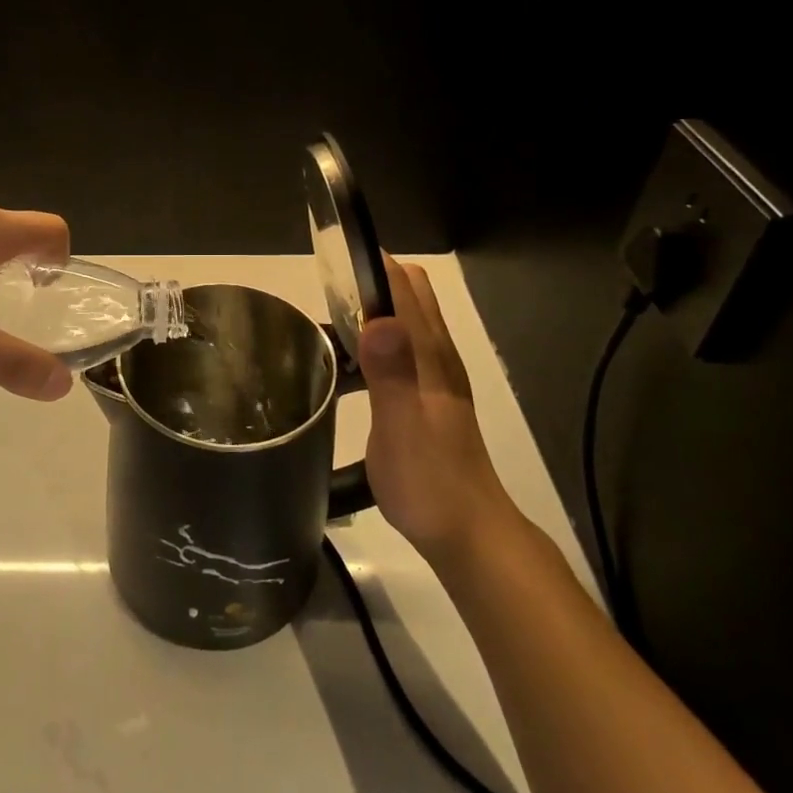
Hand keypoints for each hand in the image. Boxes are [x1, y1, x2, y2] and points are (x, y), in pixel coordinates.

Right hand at [356, 260, 515, 563]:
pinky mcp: (427, 397)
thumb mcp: (401, 428)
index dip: (373, 264)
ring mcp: (435, 377)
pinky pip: (400, 348)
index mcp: (430, 355)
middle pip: (410, 294)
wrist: (467, 533)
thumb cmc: (429, 481)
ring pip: (405, 320)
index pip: (405, 286)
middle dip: (371, 279)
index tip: (332, 258)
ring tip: (327, 323)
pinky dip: (375, 338)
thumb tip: (378, 319)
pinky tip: (348, 365)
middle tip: (324, 293)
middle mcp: (437, 356)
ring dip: (372, 308)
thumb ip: (391, 374)